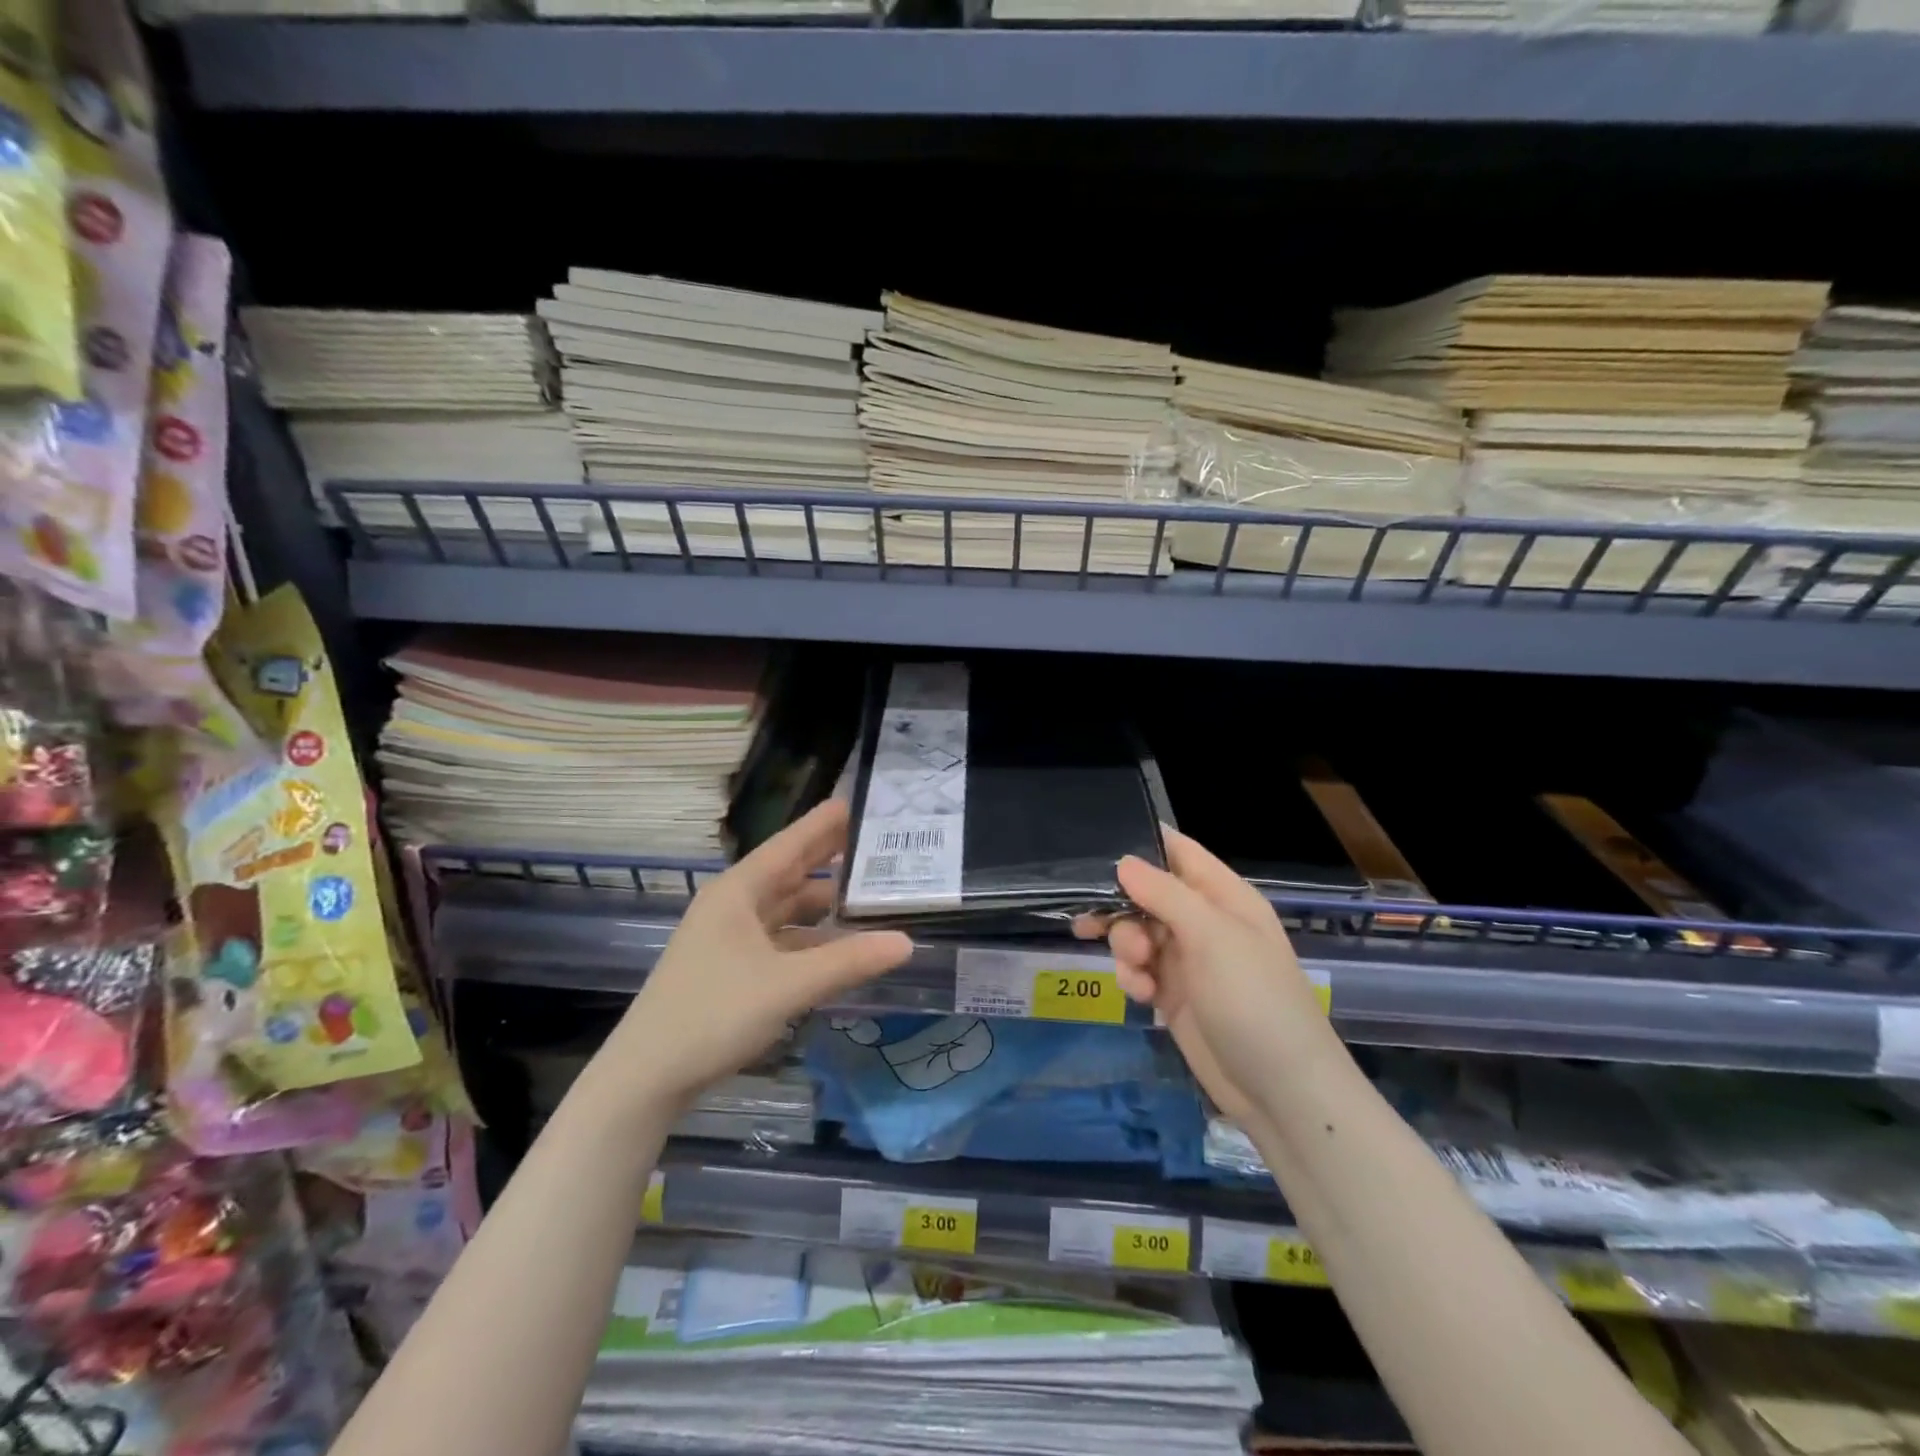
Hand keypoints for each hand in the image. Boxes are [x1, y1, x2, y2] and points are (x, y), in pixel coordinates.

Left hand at [587, 801, 912, 1116]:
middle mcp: (733, 906)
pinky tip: (838, 946)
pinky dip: (810, 938)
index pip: (789, 844)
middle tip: (877, 843)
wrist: (646, 1077)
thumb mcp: (787, 985)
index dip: (823, 823)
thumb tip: (907, 942)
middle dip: (829, 858)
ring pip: (785, 909)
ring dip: (822, 903)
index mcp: (738, 892)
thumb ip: (848, 961)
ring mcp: (729, 938)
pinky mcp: (731, 968)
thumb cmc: (713, 1014)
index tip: (858, 803)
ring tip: (869, 894)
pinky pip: (780, 939)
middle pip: (789, 872)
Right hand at [1078, 828, 1339, 1125]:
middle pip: (1146, 893)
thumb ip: (1164, 894)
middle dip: (1121, 907)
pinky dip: (1133, 977)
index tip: (1095, 852)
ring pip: (1135, 931)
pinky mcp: (1174, 994)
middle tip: (1097, 923)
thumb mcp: (1211, 936)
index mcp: (1223, 896)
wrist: (1280, 1091)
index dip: (1141, 845)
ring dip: (1125, 946)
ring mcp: (1188, 959)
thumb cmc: (1253, 999)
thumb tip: (1123, 861)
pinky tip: (1143, 997)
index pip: (1177, 851)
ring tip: (1137, 970)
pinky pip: (1138, 969)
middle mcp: (1204, 921)